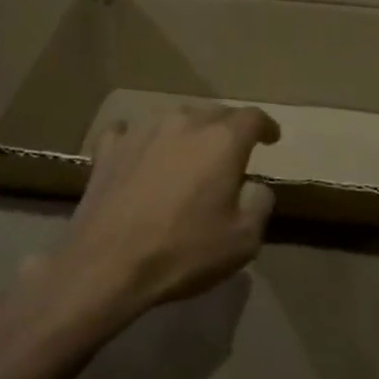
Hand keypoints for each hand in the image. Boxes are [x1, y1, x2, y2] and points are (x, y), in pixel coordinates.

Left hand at [55, 104, 279, 318]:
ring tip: (188, 154)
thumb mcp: (243, 241)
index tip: (271, 139)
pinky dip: (141, 140)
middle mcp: (184, 123)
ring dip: (187, 132)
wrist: (107, 264)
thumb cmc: (183, 252)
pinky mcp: (109, 148)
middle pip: (215, 113)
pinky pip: (130, 131)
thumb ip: (259, 205)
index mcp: (222, 140)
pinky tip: (139, 153)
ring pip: (175, 119)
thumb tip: (255, 186)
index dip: (266, 127)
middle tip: (231, 153)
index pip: (253, 118)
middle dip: (228, 129)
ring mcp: (142, 130)